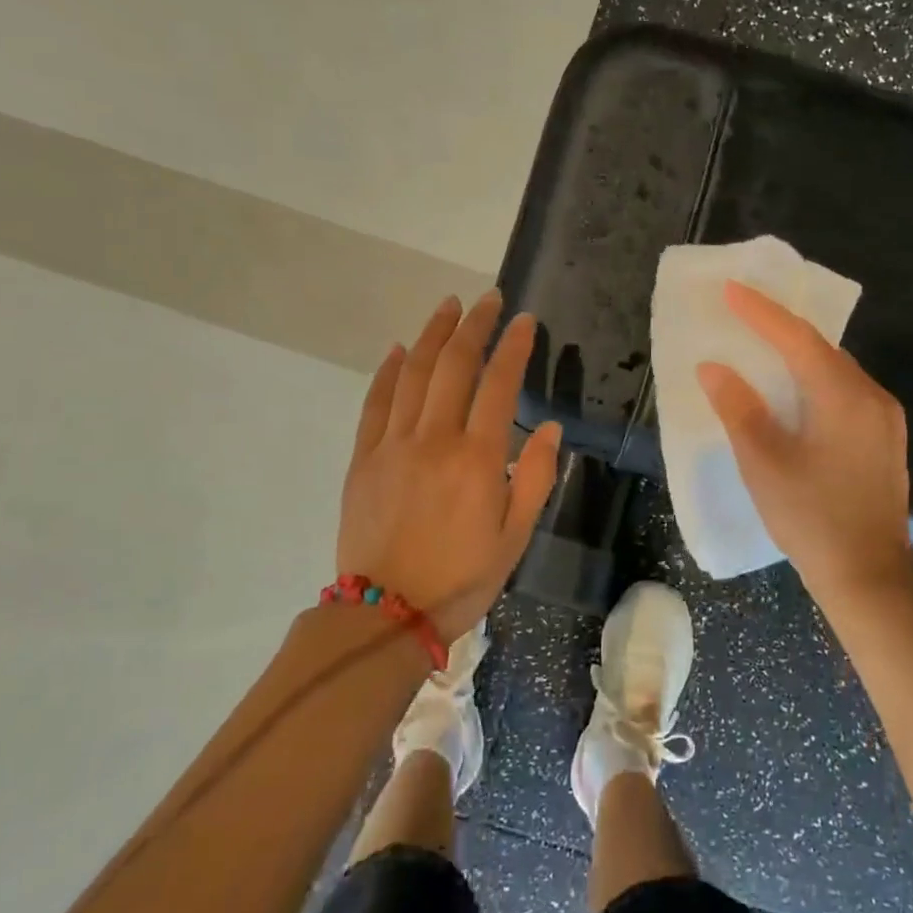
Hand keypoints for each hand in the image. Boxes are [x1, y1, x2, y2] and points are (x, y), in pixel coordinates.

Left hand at [337, 290, 560, 641]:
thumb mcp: (515, 536)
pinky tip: (397, 349)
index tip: (524, 320)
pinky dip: (387, 371)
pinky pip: (375, 403)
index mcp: (476, 459)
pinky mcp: (363, 458)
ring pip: (412, 373)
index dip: (514, 346)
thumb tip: (548, 428)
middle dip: (474, 325)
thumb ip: (534, 477)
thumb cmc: (462, 578)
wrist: (386, 614)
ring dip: (431, 334)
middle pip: (453, 364)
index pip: (499, 384)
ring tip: (448, 306)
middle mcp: (434, 439)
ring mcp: (393, 445)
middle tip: (488, 299)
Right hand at [696, 281, 912, 600]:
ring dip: (798, 355)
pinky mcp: (884, 439)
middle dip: (780, 328)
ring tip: (760, 345)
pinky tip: (792, 390)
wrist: (869, 577)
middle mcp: (872, 397)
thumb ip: (738, 409)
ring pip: (835, 370)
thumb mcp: (764, 463)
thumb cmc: (812, 519)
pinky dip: (814, 380)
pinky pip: (845, 391)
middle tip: (741, 313)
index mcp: (844, 397)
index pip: (798, 339)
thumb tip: (713, 367)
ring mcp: (884, 419)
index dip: (761, 312)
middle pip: (821, 349)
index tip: (730, 289)